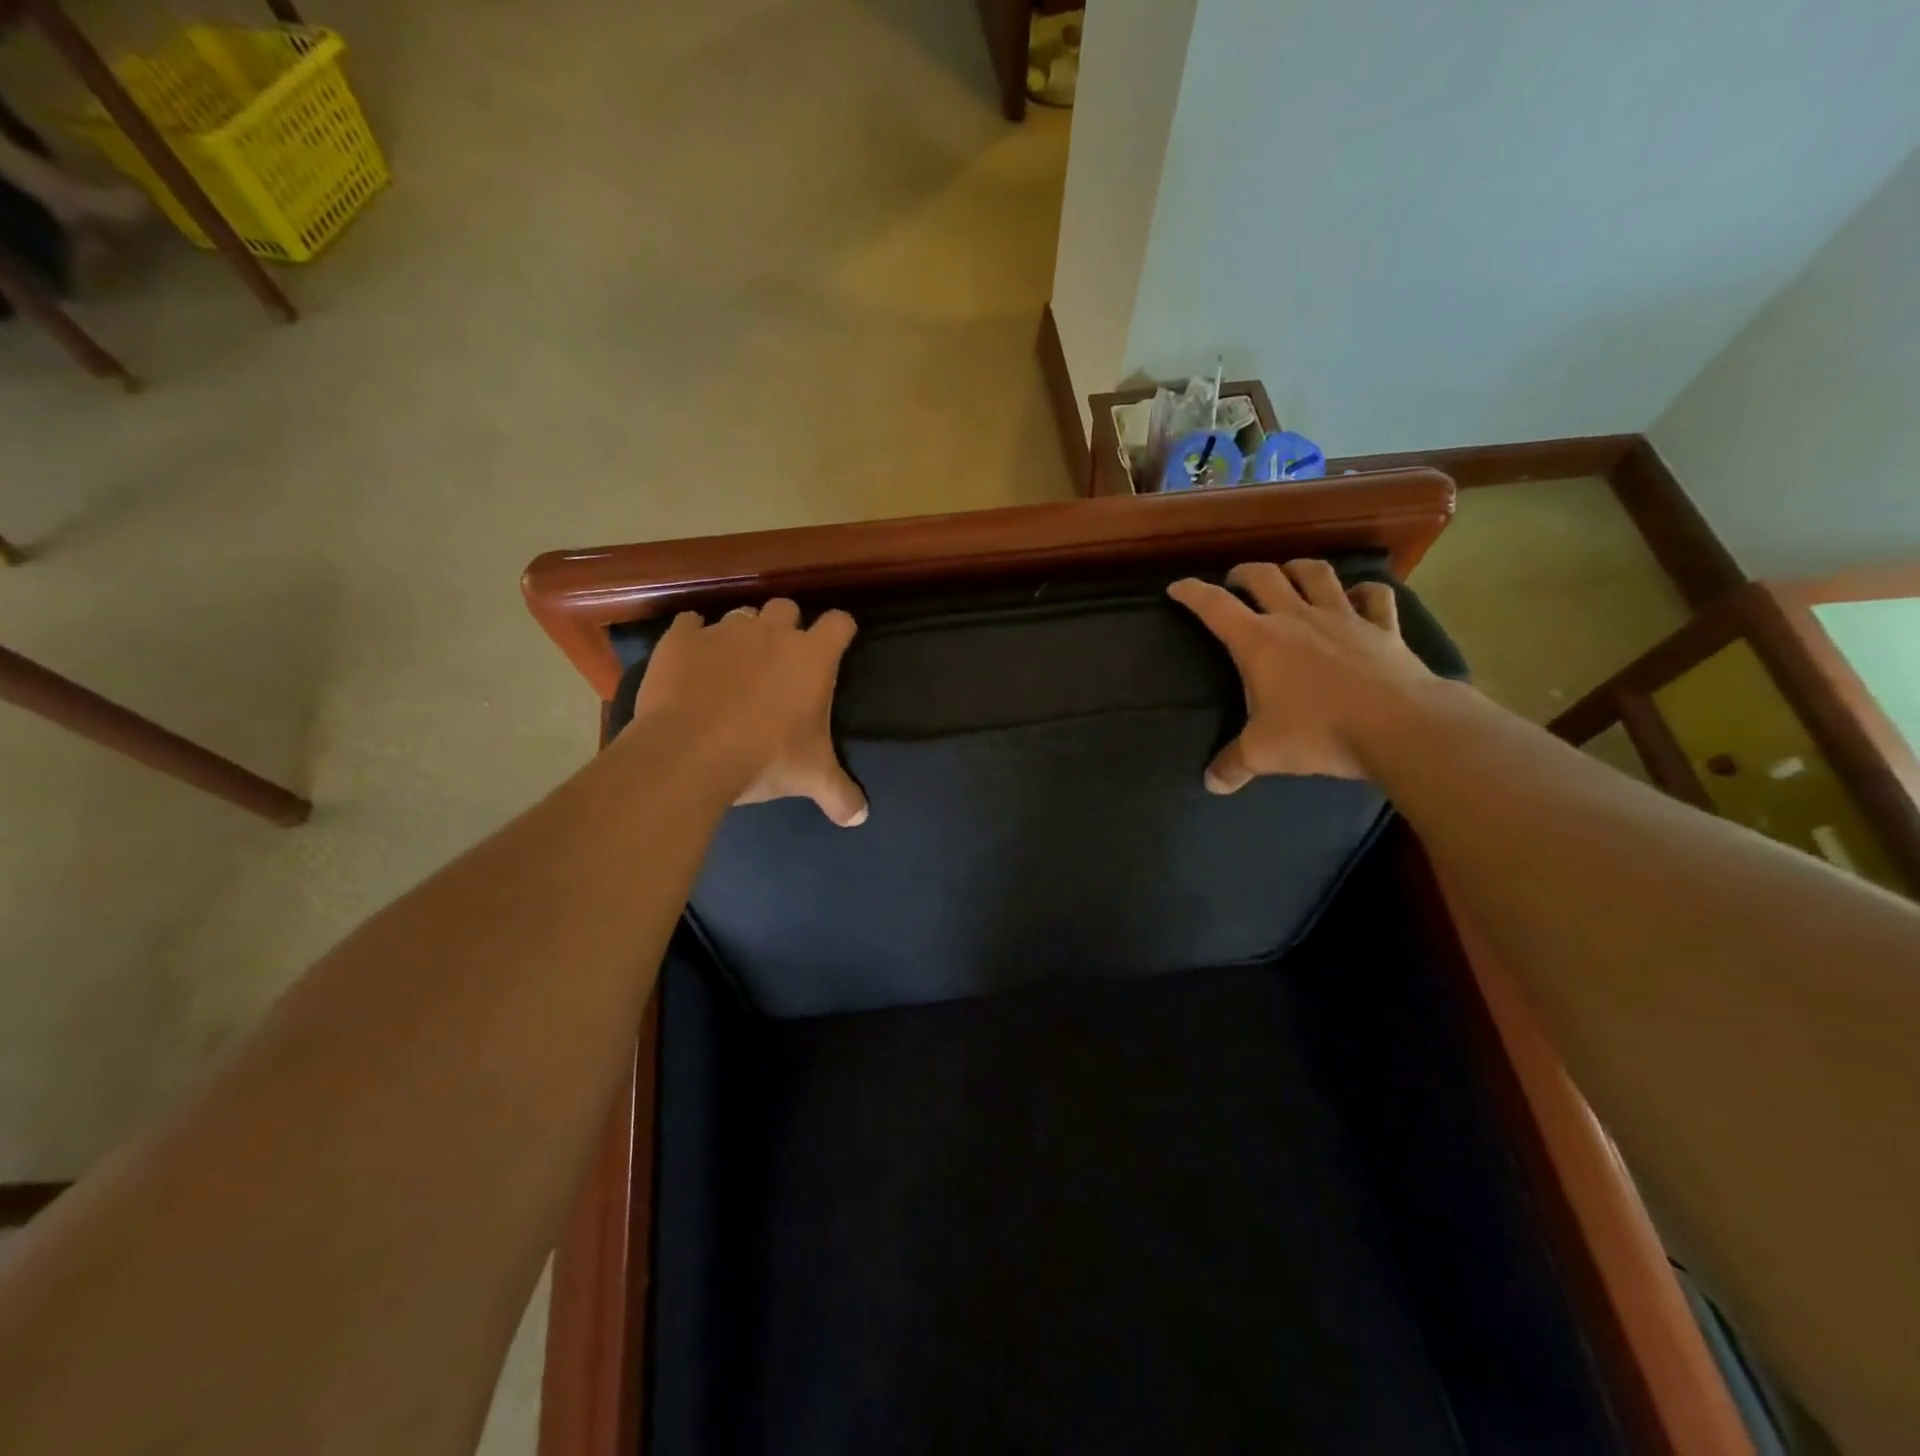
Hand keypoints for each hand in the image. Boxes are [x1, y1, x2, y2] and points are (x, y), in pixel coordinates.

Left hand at [629, 599, 867, 825]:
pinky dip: (693, 639)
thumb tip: (860, 818)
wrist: (690, 754)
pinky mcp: (681, 639)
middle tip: (779, 661)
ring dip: (742, 635)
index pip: (840, 623)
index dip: (840, 632)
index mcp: (812, 657)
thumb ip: (840, 793)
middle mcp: (772, 632)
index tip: (835, 647)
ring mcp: (724, 632)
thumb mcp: (811, 778)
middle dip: (785, 627)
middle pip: (786, 607)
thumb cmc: (765, 758)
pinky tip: (691, 662)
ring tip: (733, 666)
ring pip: (740, 615)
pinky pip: (690, 624)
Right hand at [1168, 561, 1433, 789]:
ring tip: (1289, 574)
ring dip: (1297, 568)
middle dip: (1243, 573)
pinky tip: (1358, 597)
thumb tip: (1211, 783)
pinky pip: (1374, 596)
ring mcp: (1344, 617)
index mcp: (1259, 641)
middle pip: (1264, 576)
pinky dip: (1364, 591)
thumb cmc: (1319, 733)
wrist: (1399, 726)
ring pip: (1316, 574)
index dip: (1192, 592)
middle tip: (1235, 580)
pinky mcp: (1383, 627)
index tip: (1177, 587)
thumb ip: (1232, 765)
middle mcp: (1297, 618)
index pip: (1214, 606)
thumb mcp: (1264, 753)